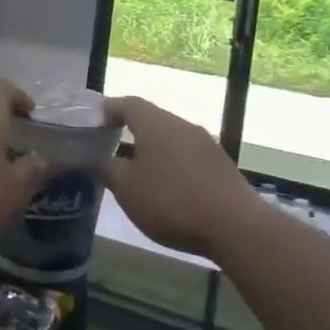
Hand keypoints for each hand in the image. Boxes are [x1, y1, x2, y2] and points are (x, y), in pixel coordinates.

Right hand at [104, 97, 258, 258]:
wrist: (235, 225)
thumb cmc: (171, 201)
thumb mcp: (127, 189)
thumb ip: (108, 169)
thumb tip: (99, 159)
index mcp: (155, 124)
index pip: (127, 104)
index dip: (109, 109)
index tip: (94, 120)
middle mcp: (181, 125)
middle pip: (151, 119)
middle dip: (130, 131)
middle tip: (111, 146)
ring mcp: (205, 143)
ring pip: (171, 138)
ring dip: (153, 150)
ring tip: (138, 171)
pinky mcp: (221, 164)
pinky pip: (188, 156)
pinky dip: (173, 164)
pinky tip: (168, 188)